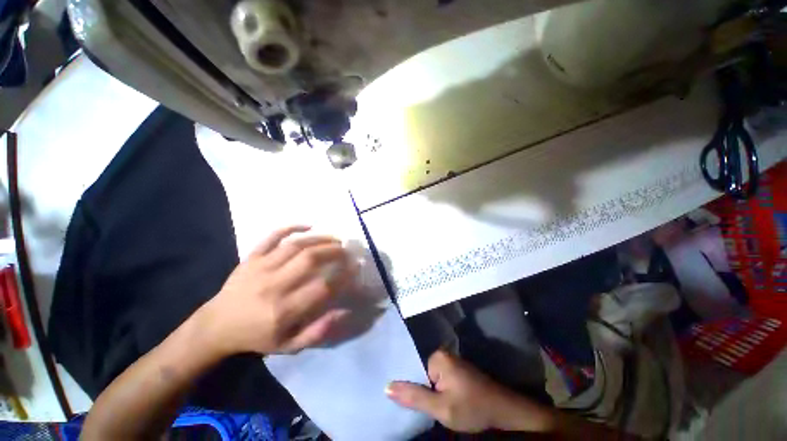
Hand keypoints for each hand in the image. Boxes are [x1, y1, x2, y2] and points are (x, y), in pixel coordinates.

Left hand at [196, 225, 357, 356]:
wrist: (217, 326)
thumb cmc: (257, 337)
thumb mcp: (289, 346)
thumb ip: (318, 331)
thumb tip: (345, 311)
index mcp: (284, 310)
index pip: (322, 287)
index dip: (344, 275)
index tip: (356, 268)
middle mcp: (273, 285)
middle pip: (310, 260)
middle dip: (335, 252)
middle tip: (348, 251)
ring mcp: (260, 268)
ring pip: (296, 245)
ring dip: (321, 239)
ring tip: (336, 239)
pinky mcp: (251, 257)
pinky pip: (271, 236)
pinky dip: (291, 227)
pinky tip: (309, 225)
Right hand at [387, 350, 553, 433]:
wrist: (503, 410)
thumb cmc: (472, 408)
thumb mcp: (441, 408)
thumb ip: (414, 397)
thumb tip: (386, 386)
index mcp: (438, 357)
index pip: (414, 371)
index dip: (413, 389)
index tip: (414, 403)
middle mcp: (443, 353)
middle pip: (423, 374)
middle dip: (425, 391)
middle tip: (431, 408)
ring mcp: (452, 361)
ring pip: (432, 378)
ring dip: (432, 393)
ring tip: (438, 407)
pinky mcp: (458, 369)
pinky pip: (441, 379)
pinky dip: (440, 391)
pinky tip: (446, 402)